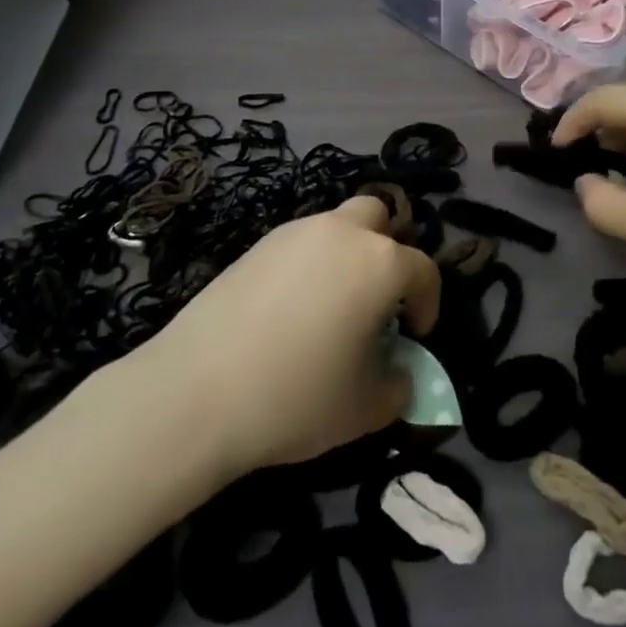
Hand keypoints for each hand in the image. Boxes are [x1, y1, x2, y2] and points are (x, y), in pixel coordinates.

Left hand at [141, 196, 441, 478]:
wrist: (196, 391)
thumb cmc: (296, 397)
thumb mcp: (365, 409)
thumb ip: (397, 386)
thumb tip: (398, 373)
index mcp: (379, 263)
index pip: (423, 269)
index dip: (429, 302)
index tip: (416, 335)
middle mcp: (341, 233)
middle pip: (378, 217)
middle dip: (388, 249)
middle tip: (378, 297)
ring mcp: (293, 234)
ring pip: (335, 226)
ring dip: (346, 255)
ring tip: (332, 307)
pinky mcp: (255, 246)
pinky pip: (298, 244)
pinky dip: (308, 265)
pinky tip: (290, 310)